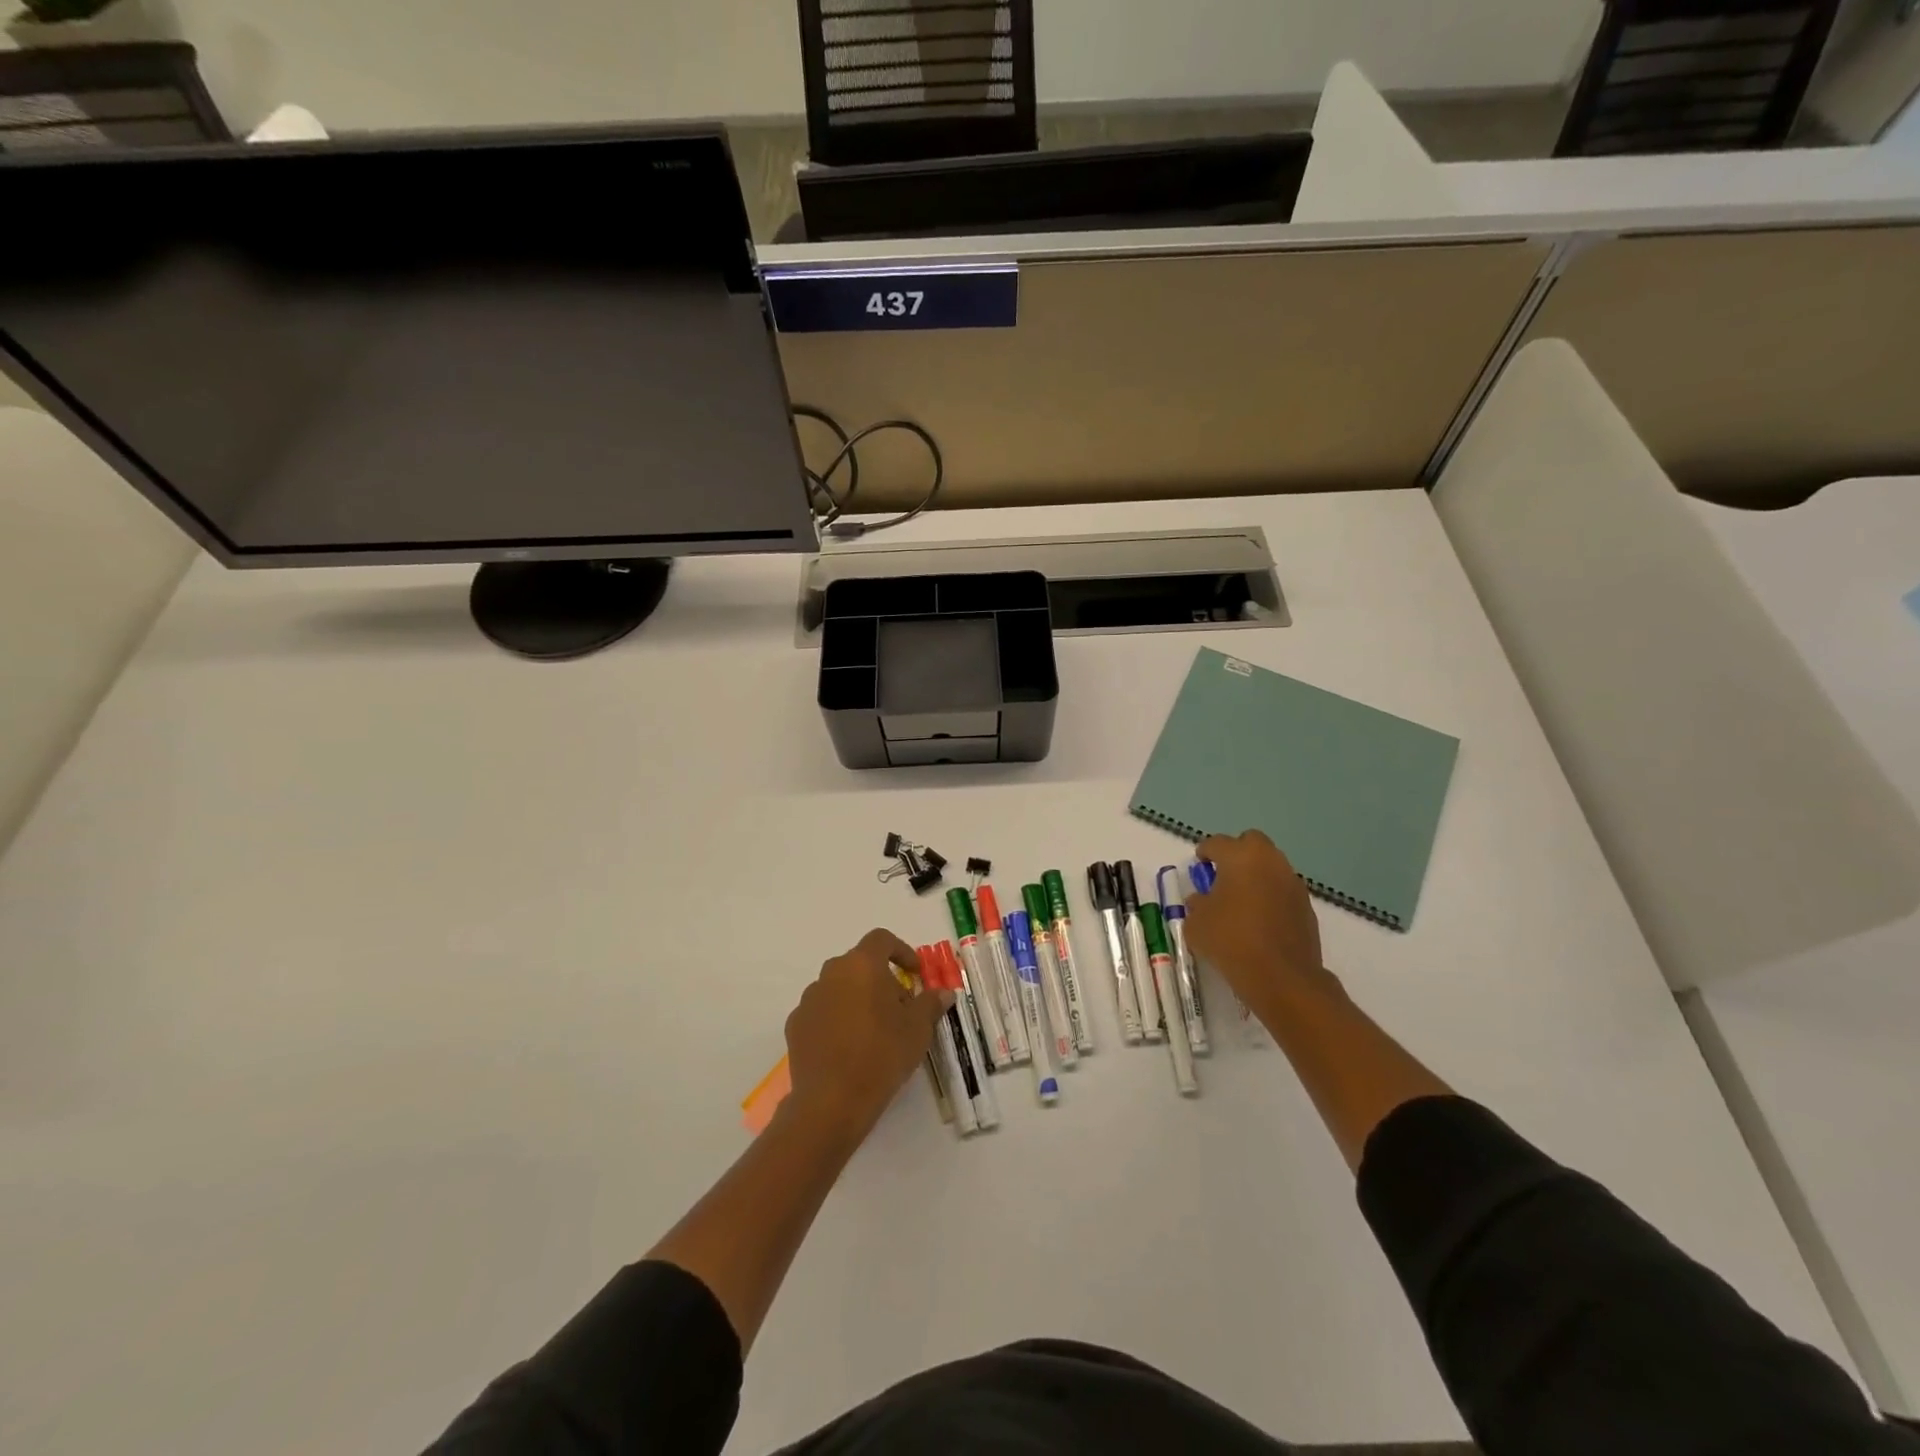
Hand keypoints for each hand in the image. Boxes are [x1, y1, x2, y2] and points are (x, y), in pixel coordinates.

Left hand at [783, 930, 951, 1143]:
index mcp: (862, 965)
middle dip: (881, 980)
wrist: (831, 1101)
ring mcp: (809, 999)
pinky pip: (822, 1012)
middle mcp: (832, 973)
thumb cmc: (882, 1054)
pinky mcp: (795, 1025)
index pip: (881, 939)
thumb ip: (930, 1004)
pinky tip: (848, 1047)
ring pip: (839, 987)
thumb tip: (944, 993)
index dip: (901, 951)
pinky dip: (837, 1020)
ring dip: (857, 999)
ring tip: (874, 1031)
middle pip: (859, 964)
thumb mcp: (918, 1029)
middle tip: (899, 1008)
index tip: (914, 973)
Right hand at [1186, 831, 1332, 1027]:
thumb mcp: (1196, 923)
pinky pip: (1283, 891)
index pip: (1217, 843)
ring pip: (1271, 866)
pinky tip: (1260, 921)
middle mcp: (1270, 862)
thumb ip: (1197, 905)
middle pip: (1252, 843)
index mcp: (1240, 857)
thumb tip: (1202, 900)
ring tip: (1241, 901)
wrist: (1282, 978)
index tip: (1199, 864)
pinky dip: (1271, 897)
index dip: (1205, 852)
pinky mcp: (1307, 907)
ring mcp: (1293, 884)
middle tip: (1223, 875)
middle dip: (1237, 852)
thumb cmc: (1231, 941)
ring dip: (1256, 875)